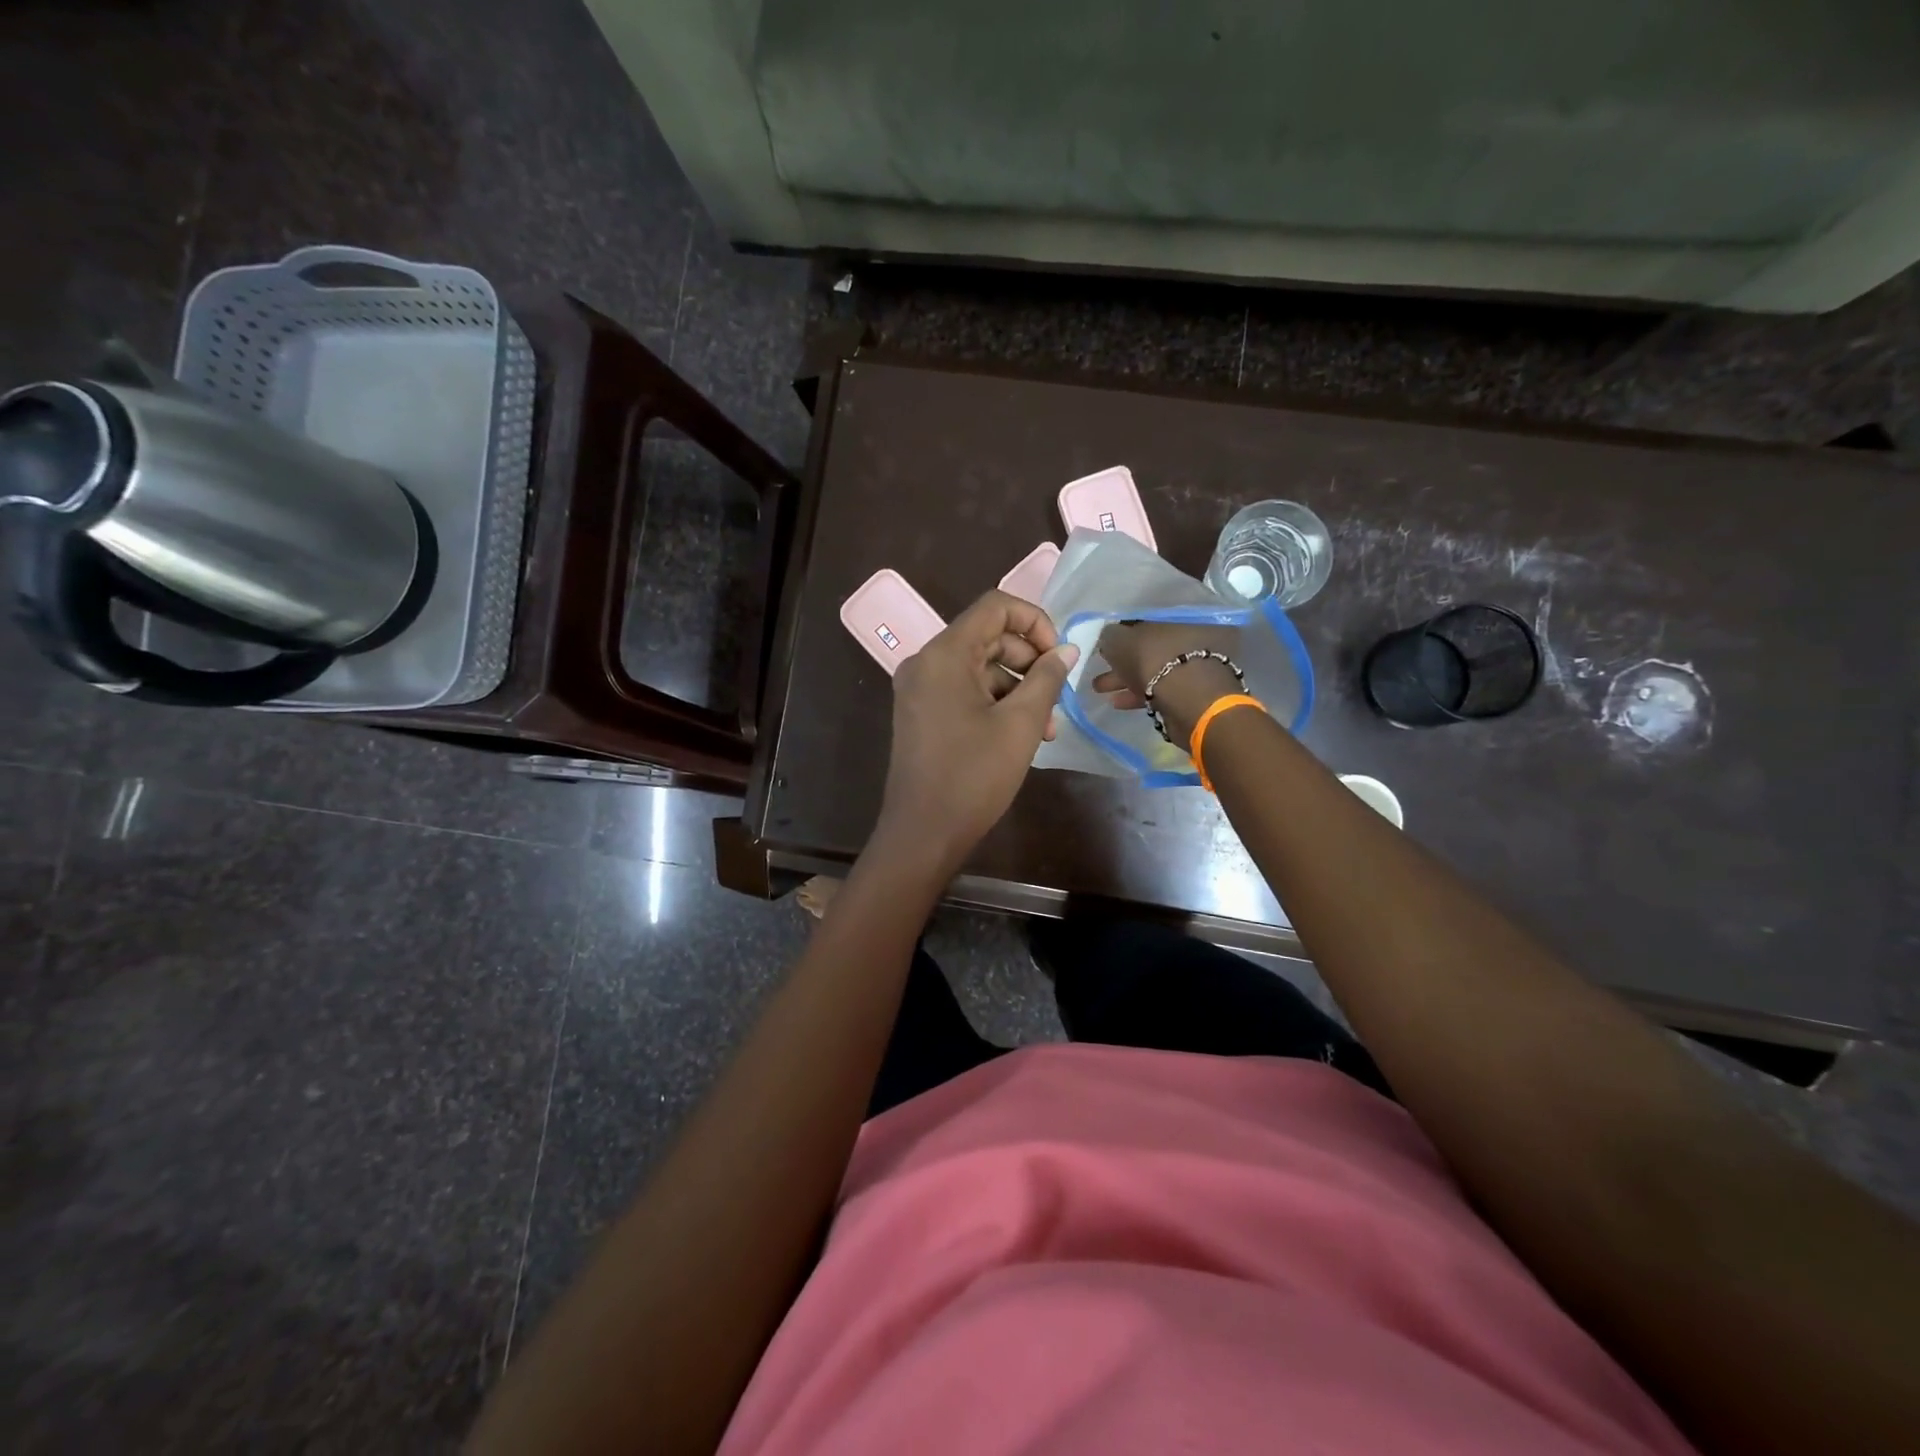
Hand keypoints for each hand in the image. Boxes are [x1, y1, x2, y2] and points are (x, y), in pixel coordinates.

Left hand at [875, 591, 1077, 872]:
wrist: (923, 833)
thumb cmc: (974, 776)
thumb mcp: (1020, 724)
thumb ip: (1046, 678)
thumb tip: (1067, 649)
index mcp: (945, 654)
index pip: (995, 607)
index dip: (1035, 621)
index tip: (1059, 655)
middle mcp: (926, 662)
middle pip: (988, 637)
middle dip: (1029, 662)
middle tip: (1057, 697)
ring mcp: (919, 689)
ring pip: (979, 668)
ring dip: (1017, 688)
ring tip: (1046, 727)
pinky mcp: (921, 713)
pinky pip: (964, 691)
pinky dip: (994, 703)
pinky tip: (1020, 735)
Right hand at [1093, 620, 1241, 749]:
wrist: (1188, 700)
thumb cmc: (1154, 659)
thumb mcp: (1121, 640)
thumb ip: (1110, 636)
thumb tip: (1107, 637)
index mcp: (1177, 618)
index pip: (1144, 622)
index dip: (1121, 633)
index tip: (1103, 644)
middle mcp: (1189, 639)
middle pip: (1147, 648)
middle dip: (1120, 660)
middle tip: (1098, 668)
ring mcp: (1191, 669)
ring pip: (1151, 671)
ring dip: (1124, 680)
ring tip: (1099, 689)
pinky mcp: (1189, 696)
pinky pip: (1157, 692)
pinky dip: (1136, 695)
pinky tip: (1117, 702)